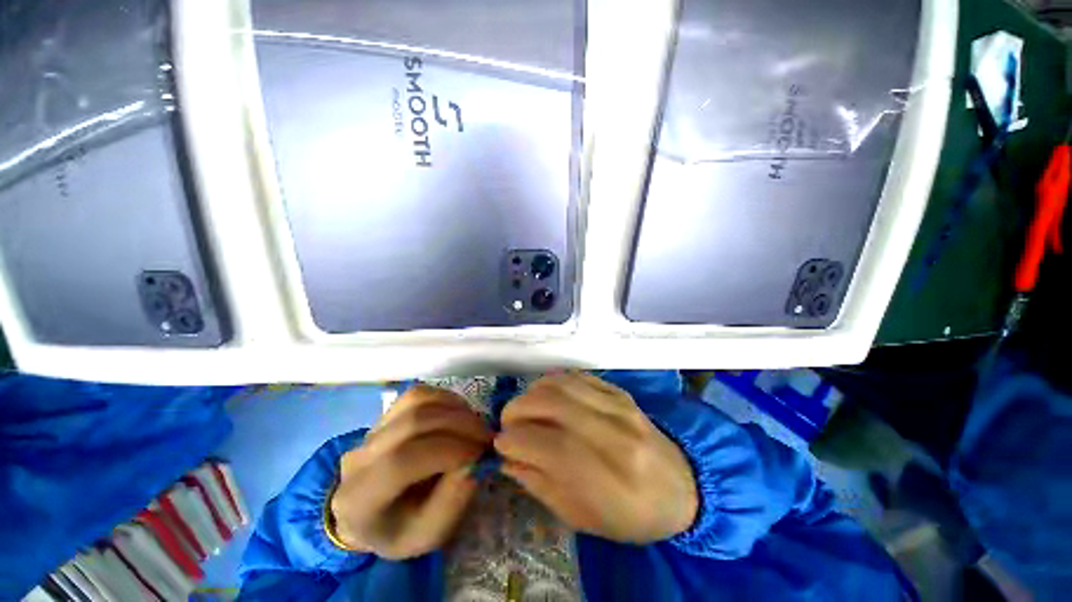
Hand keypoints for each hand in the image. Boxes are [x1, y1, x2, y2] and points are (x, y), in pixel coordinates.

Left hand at [330, 385, 490, 558]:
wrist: (370, 513)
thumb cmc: (400, 529)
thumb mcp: (428, 535)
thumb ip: (452, 501)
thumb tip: (475, 461)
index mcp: (360, 498)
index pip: (402, 461)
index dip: (447, 451)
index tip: (481, 454)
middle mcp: (359, 457)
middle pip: (413, 423)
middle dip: (460, 425)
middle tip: (487, 437)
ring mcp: (371, 429)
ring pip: (416, 401)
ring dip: (455, 408)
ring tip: (475, 425)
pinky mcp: (385, 414)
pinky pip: (418, 394)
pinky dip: (446, 399)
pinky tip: (460, 414)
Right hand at [495, 374, 697, 543]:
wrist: (683, 486)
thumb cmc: (633, 514)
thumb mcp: (584, 518)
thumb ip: (541, 485)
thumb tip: (507, 458)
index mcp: (609, 477)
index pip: (550, 446)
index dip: (515, 440)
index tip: (500, 444)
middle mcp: (614, 433)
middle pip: (552, 403)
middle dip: (517, 410)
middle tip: (508, 424)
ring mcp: (619, 405)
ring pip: (561, 383)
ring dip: (532, 393)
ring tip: (525, 410)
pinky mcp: (619, 391)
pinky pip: (577, 375)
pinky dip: (552, 382)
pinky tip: (546, 397)